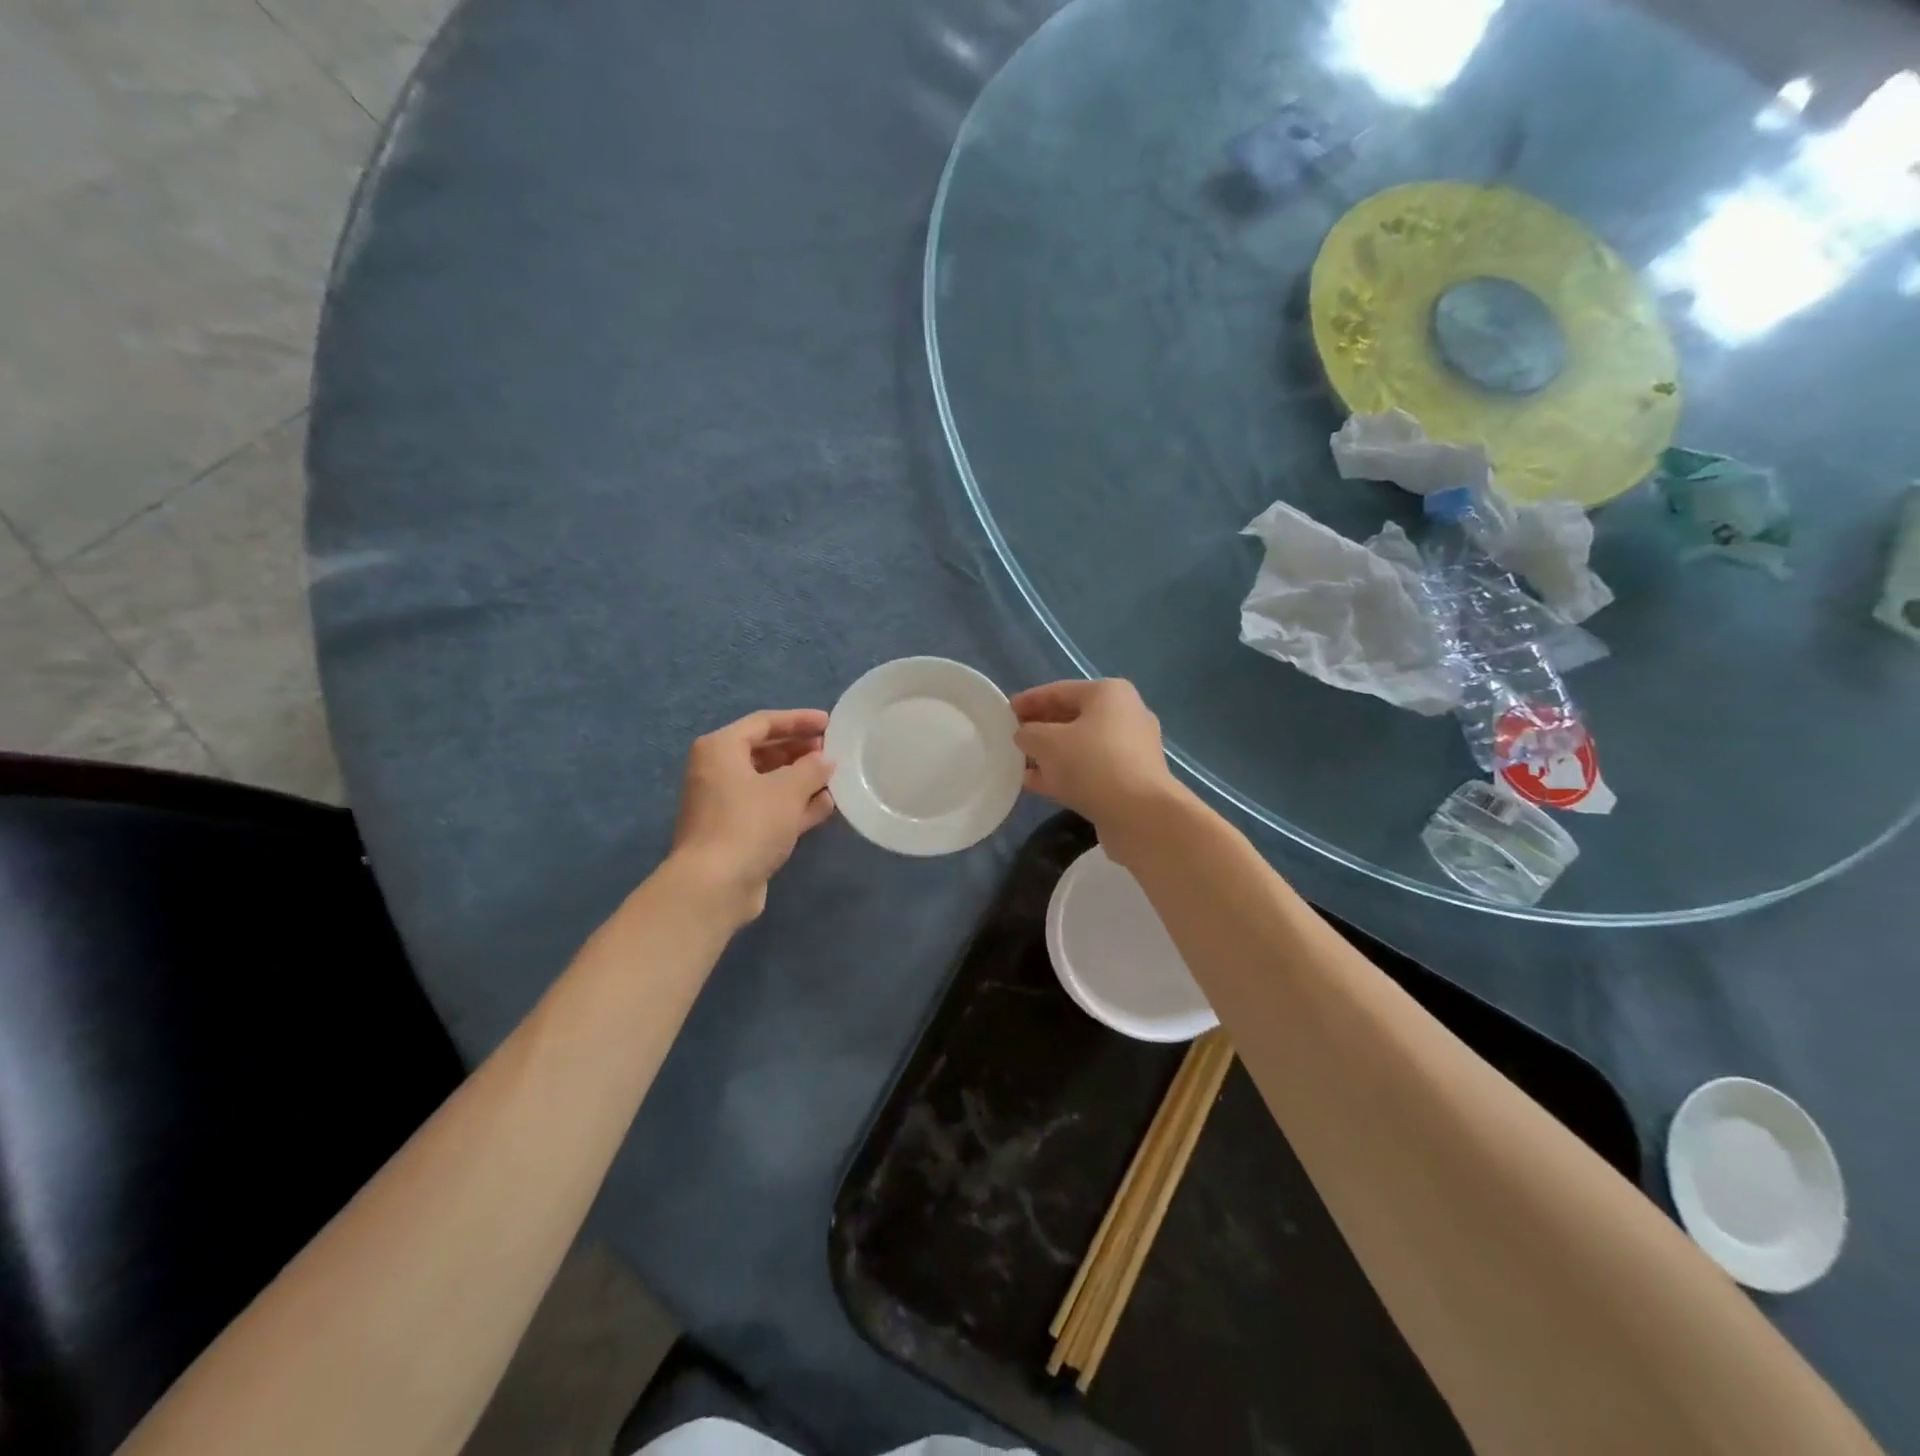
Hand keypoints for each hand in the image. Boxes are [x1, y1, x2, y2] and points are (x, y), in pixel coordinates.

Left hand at [671, 709, 835, 921]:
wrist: (715, 886)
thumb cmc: (749, 823)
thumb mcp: (788, 789)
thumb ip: (812, 768)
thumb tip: (825, 761)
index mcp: (720, 749)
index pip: (764, 722)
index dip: (799, 720)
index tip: (829, 723)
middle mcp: (717, 771)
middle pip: (765, 752)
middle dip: (801, 751)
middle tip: (833, 752)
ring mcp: (725, 805)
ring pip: (769, 783)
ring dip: (801, 780)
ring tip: (835, 777)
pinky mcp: (736, 833)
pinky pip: (769, 808)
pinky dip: (794, 805)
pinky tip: (825, 805)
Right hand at [1011, 679, 1175, 835]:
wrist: (1139, 814)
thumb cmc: (1091, 763)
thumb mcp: (1046, 742)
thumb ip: (1028, 733)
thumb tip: (1025, 735)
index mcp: (1109, 694)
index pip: (1059, 690)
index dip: (1029, 700)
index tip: (1005, 712)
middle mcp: (1125, 715)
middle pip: (1072, 717)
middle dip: (1040, 728)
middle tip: (1012, 738)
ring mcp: (1130, 750)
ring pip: (1080, 746)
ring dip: (1050, 754)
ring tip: (1019, 763)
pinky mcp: (1130, 780)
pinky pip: (1089, 769)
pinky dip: (1064, 774)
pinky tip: (1037, 784)